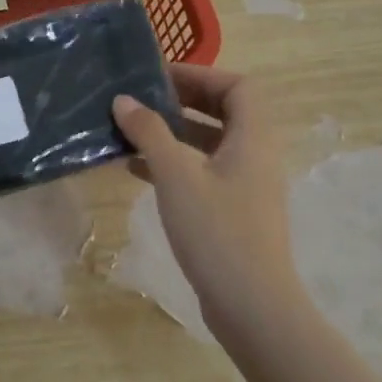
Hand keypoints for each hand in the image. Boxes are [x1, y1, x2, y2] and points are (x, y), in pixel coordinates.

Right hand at [112, 65, 303, 355]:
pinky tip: (139, 171)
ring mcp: (247, 186)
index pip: (238, 86)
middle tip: (143, 100)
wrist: (252, 306)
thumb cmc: (217, 232)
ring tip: (133, 132)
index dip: (201, 74)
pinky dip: (176, 163)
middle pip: (226, 112)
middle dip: (184, 101)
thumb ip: (150, 133)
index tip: (160, 77)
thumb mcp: (176, 176)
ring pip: (212, 144)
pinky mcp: (235, 212)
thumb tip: (124, 100)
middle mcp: (256, 156)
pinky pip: (205, 172)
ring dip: (175, 133)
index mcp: (253, 139)